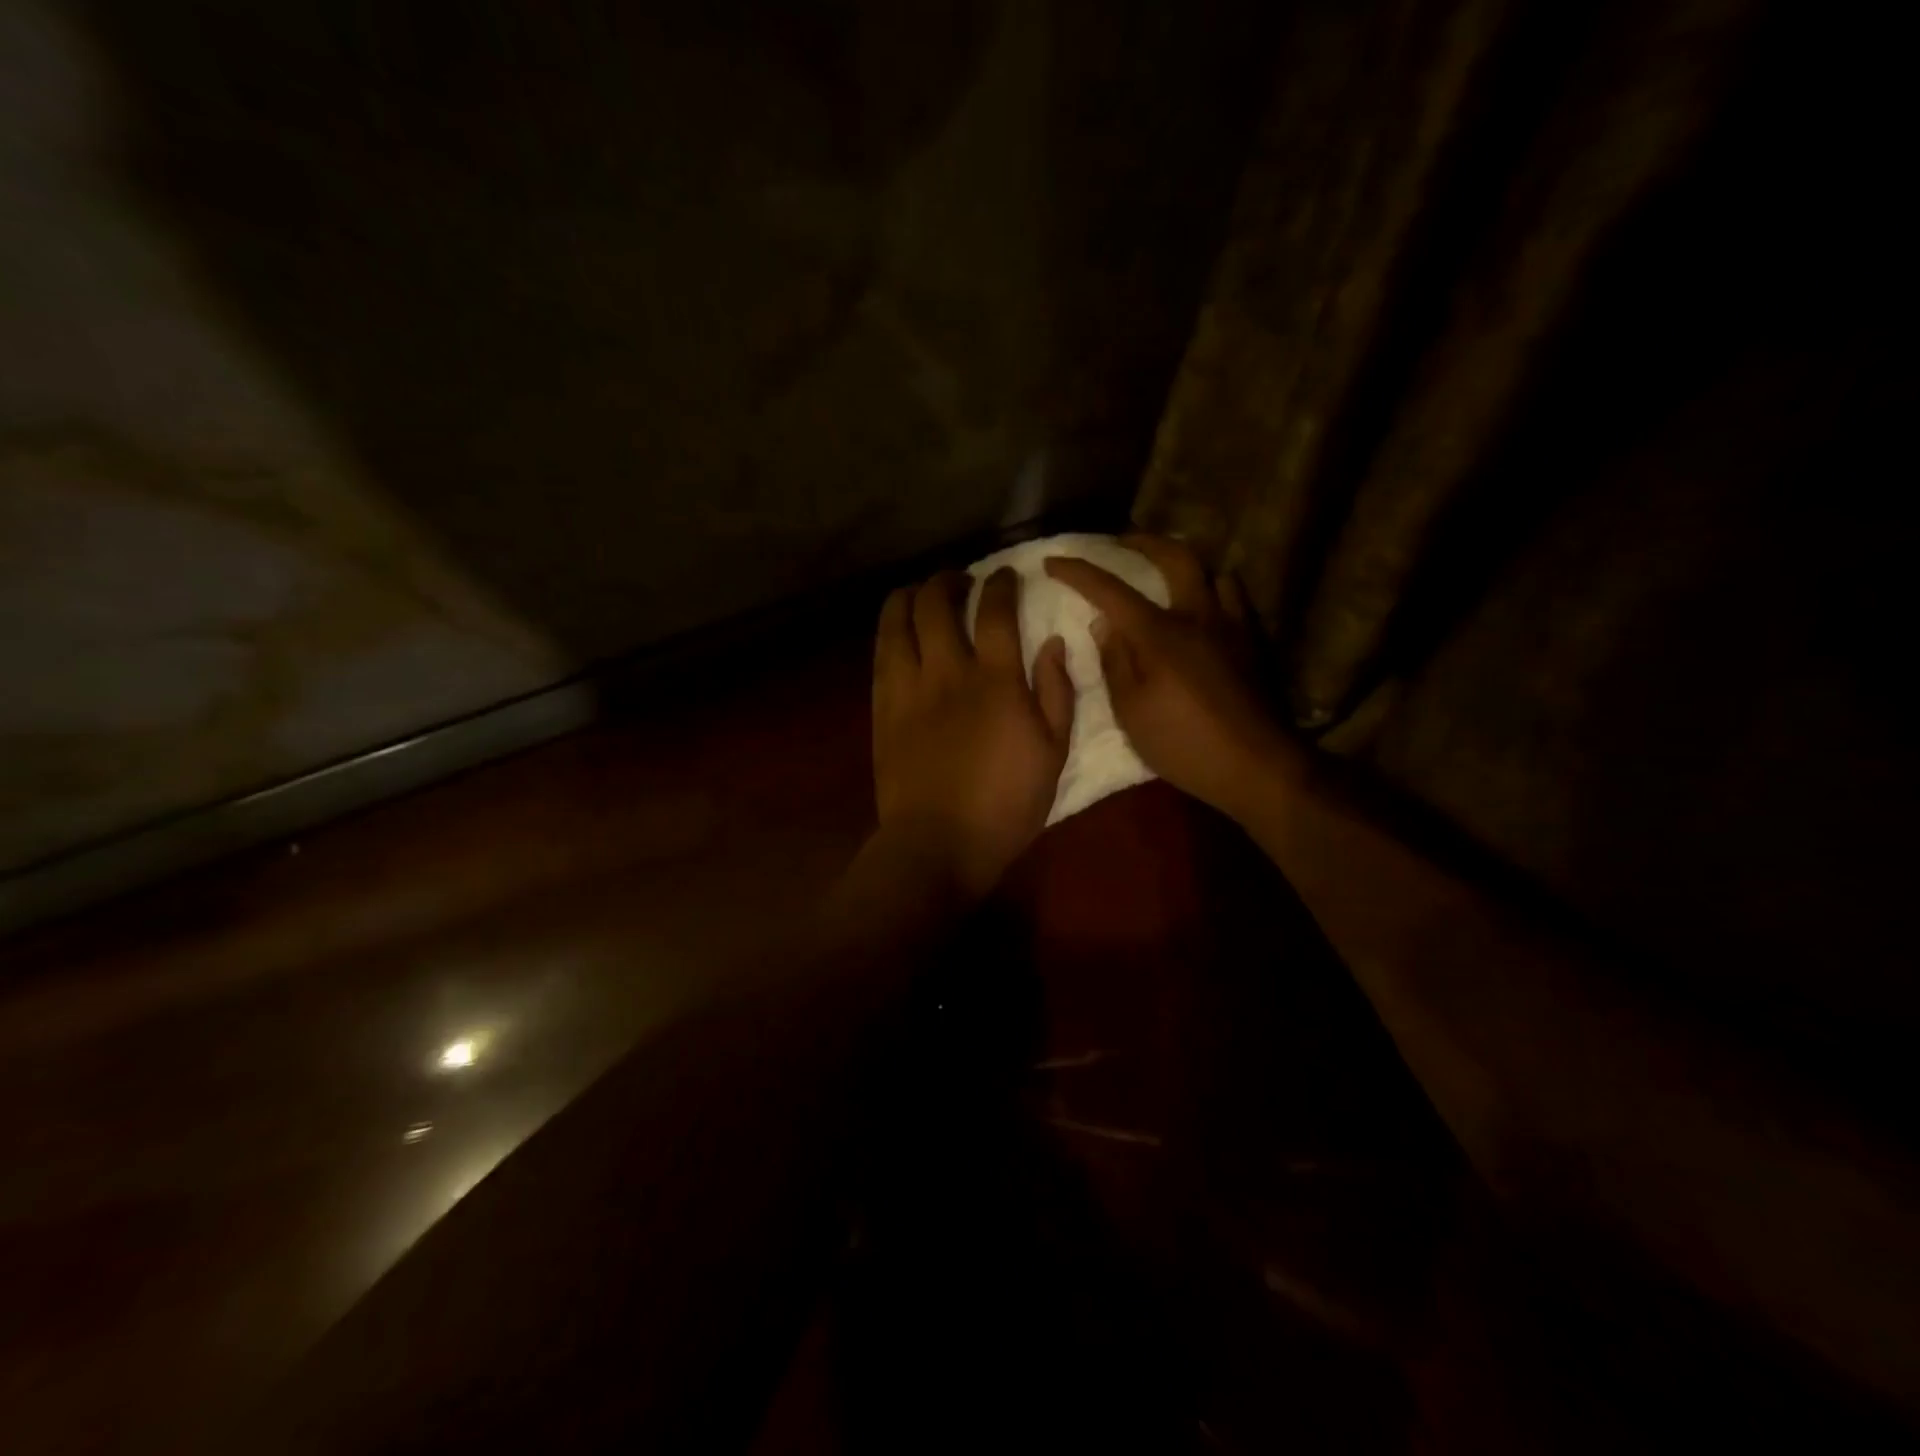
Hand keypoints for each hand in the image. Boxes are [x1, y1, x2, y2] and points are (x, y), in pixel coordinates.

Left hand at [872, 568, 1074, 898]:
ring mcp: (908, 688)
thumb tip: (1053, 643)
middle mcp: (947, 671)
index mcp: (996, 680)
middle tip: (959, 581)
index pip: (995, 610)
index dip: (1000, 582)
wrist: (938, 843)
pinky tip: (898, 631)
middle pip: (937, 603)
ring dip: (910, 596)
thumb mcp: (1054, 752)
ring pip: (898, 620)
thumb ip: (1057, 692)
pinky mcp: (882, 708)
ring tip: (920, 594)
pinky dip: (890, 631)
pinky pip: (881, 654)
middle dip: (948, 580)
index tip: (1005, 574)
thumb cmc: (1006, 804)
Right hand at [1044, 535, 1291, 820]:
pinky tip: (1204, 608)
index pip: (1111, 590)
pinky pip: (1233, 598)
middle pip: (1174, 556)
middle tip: (1121, 541)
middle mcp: (1197, 616)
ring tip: (1167, 574)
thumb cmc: (1183, 743)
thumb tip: (1103, 623)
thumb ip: (1114, 662)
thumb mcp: (1131, 711)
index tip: (1053, 561)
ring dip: (1185, 565)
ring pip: (1212, 572)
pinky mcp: (1251, 643)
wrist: (1255, 765)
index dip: (1079, 572)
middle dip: (1142, 542)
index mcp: (1159, 634)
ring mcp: (1230, 626)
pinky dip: (1213, 590)